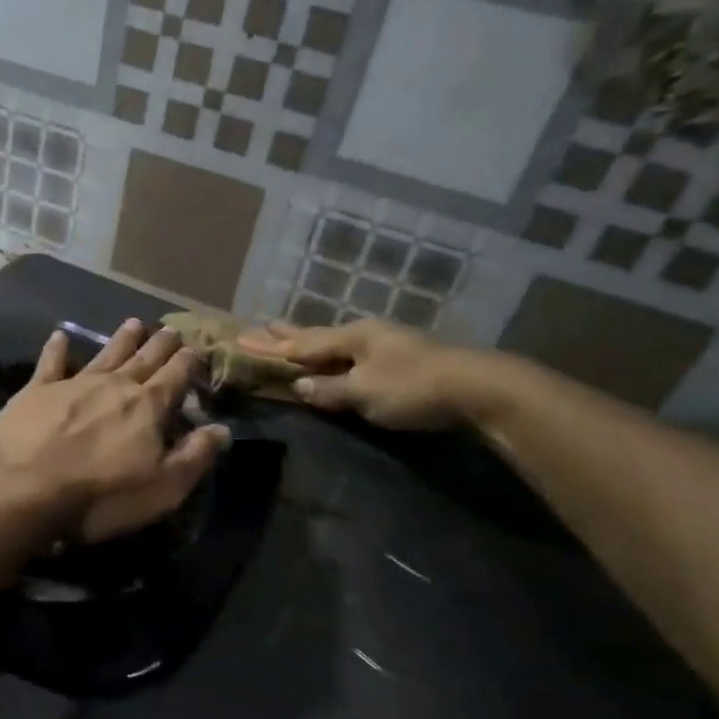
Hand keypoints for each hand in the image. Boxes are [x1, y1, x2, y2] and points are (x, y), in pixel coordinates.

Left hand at [0, 320, 229, 543]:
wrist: (22, 485)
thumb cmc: (100, 495)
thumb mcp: (162, 488)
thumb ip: (194, 456)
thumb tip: (222, 429)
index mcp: (148, 407)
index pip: (175, 377)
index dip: (188, 363)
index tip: (196, 350)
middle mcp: (114, 386)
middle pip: (144, 359)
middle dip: (160, 345)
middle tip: (172, 329)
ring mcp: (73, 384)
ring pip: (105, 354)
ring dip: (121, 340)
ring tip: (134, 323)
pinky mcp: (36, 391)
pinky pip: (51, 363)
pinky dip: (57, 349)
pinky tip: (60, 336)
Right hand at [238, 320, 480, 429]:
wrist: (477, 388)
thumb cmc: (413, 387)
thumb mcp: (365, 393)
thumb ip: (330, 389)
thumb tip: (299, 386)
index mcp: (351, 337)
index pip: (301, 344)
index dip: (271, 345)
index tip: (242, 338)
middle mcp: (364, 334)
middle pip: (317, 335)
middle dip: (288, 334)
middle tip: (263, 325)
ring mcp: (385, 344)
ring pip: (336, 342)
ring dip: (310, 341)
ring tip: (292, 333)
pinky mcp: (401, 359)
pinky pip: (352, 353)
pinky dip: (332, 353)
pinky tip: (336, 353)